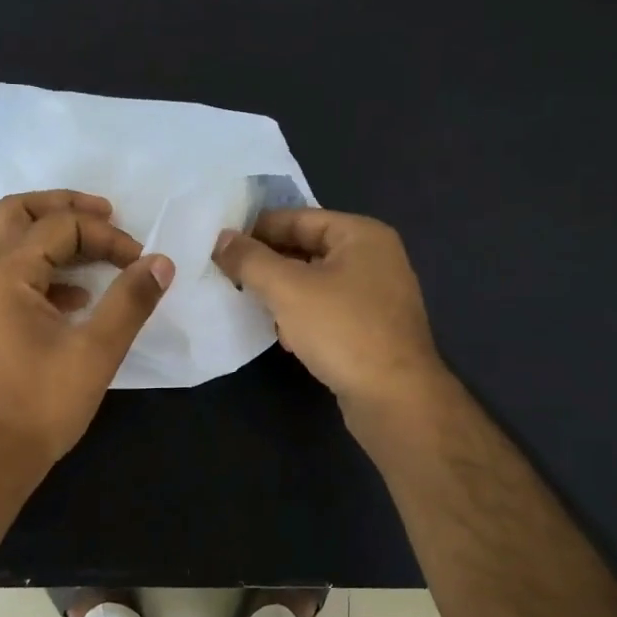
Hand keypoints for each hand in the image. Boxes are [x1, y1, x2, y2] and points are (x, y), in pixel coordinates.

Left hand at [0, 190, 173, 479]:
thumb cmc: (40, 404)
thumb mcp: (96, 351)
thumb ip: (130, 301)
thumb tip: (160, 262)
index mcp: (4, 274)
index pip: (60, 227)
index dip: (107, 236)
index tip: (140, 262)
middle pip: (18, 213)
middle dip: (64, 207)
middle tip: (106, 214)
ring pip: (10, 243)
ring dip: (52, 237)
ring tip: (96, 250)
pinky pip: (10, 275)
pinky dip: (43, 271)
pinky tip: (76, 299)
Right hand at [213, 208, 445, 413]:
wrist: (395, 398)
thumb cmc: (342, 331)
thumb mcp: (287, 289)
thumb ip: (250, 260)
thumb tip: (221, 239)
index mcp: (361, 235)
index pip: (299, 218)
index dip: (257, 229)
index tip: (221, 245)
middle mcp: (375, 258)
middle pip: (307, 250)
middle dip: (269, 265)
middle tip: (228, 276)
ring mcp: (377, 297)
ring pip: (316, 284)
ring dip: (284, 295)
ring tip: (253, 307)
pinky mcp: (373, 330)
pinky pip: (328, 312)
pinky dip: (304, 319)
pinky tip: (288, 339)